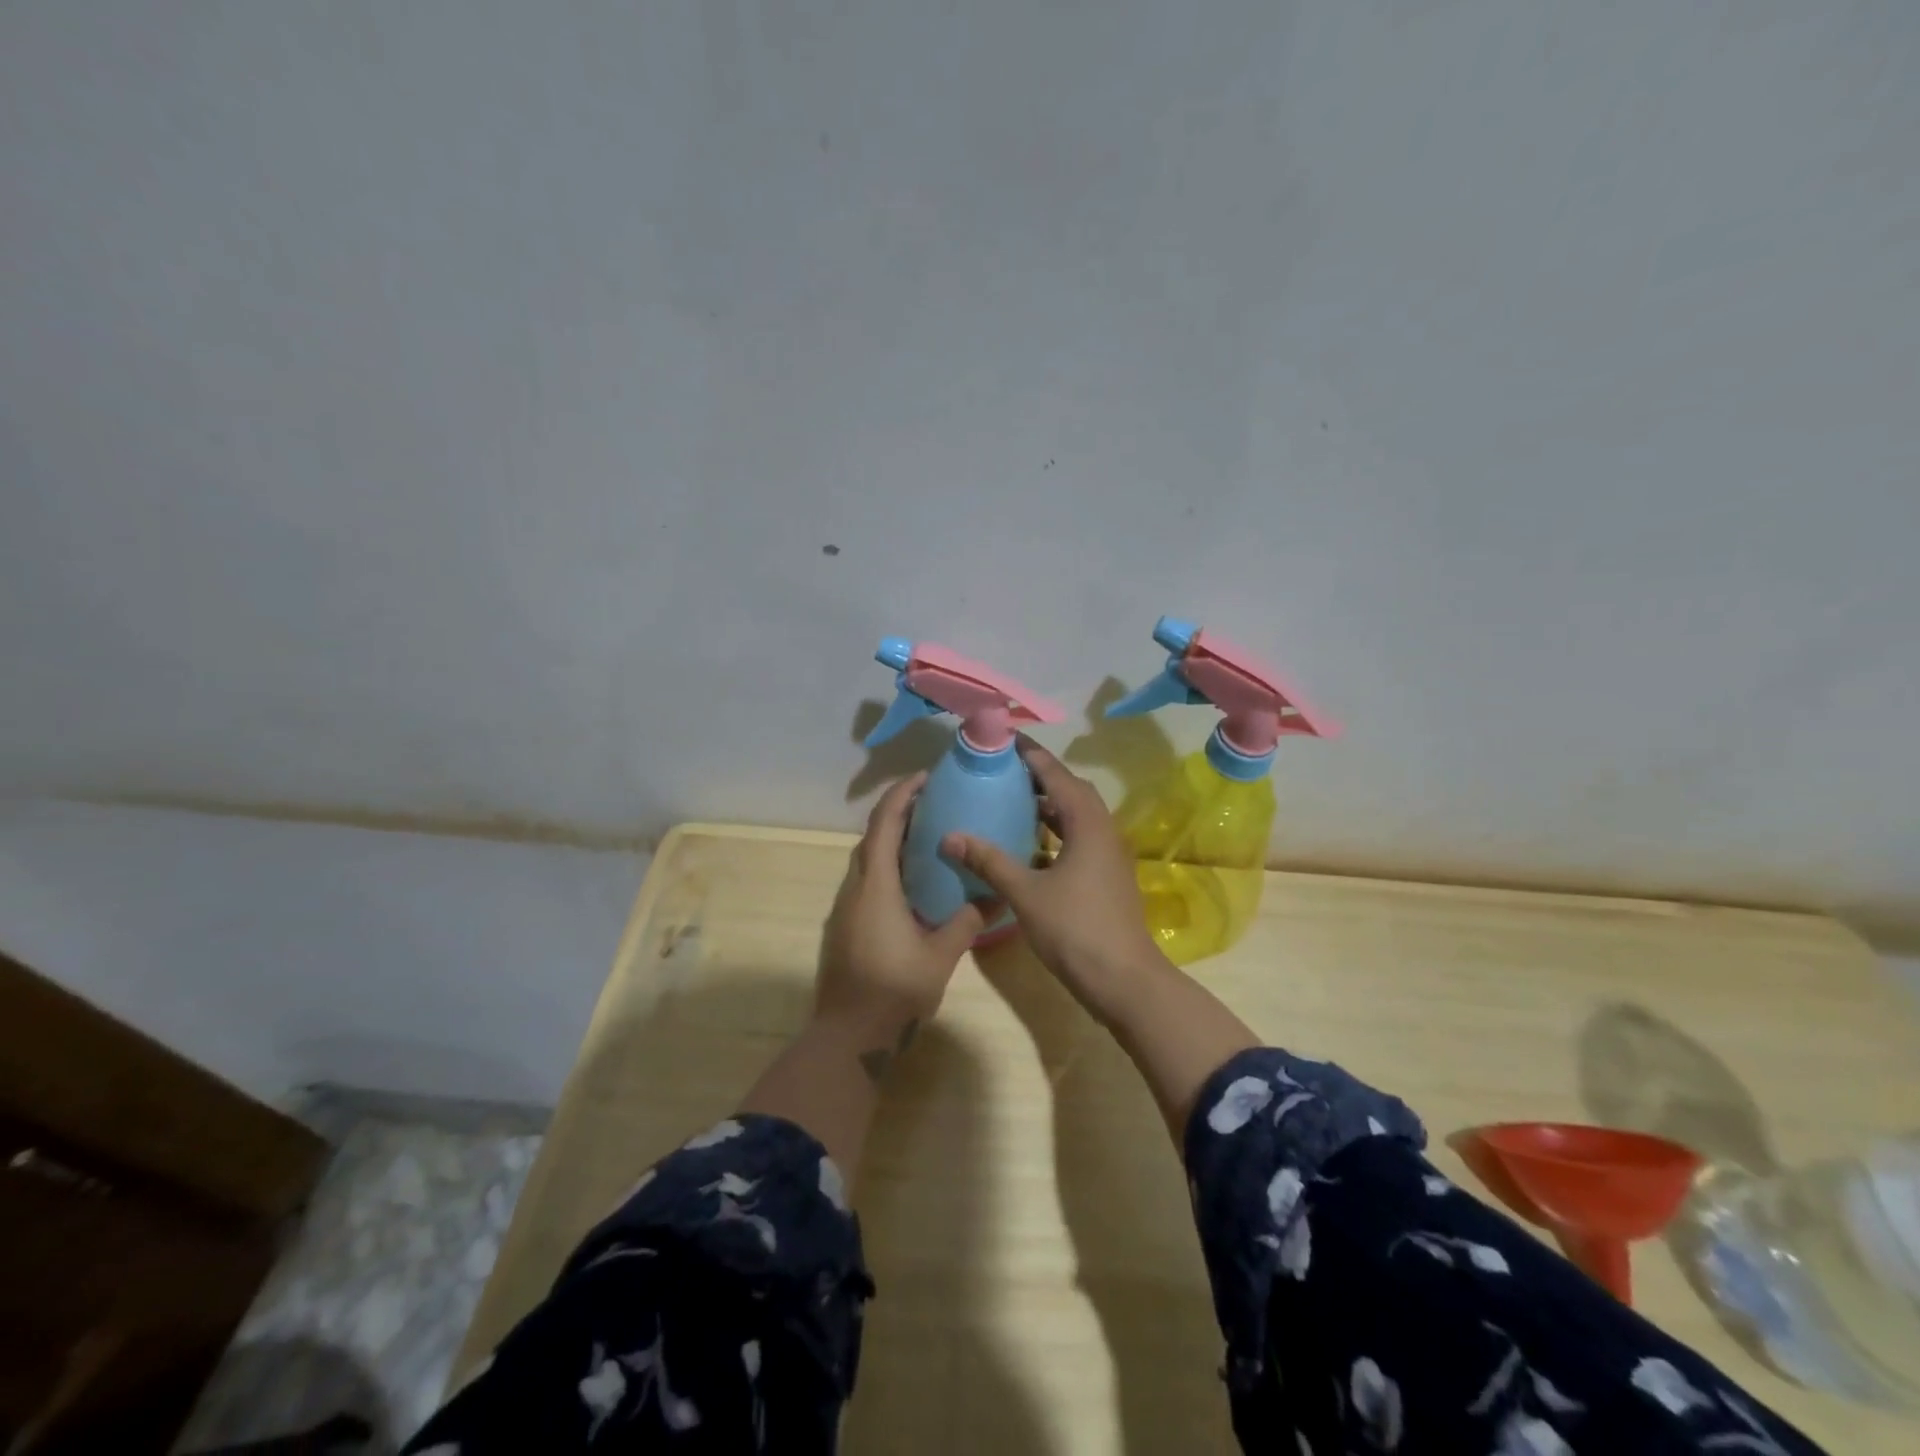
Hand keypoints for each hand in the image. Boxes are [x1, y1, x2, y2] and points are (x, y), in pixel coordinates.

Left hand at [817, 772, 995, 1045]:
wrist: (848, 1037)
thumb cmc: (894, 991)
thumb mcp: (940, 955)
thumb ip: (967, 922)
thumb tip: (996, 896)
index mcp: (876, 886)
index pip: (884, 824)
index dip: (902, 795)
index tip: (926, 778)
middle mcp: (854, 889)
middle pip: (872, 838)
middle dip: (898, 814)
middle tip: (935, 806)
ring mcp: (845, 908)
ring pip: (866, 861)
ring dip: (891, 842)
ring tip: (927, 840)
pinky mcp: (844, 927)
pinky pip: (865, 882)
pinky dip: (886, 868)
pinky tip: (911, 884)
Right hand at [940, 738, 1166, 1016]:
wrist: (1123, 980)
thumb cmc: (1075, 929)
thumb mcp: (1025, 893)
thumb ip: (988, 861)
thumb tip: (949, 836)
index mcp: (1087, 823)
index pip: (1055, 773)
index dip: (1030, 754)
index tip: (1003, 738)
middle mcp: (1102, 829)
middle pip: (1069, 789)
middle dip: (1038, 775)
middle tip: (1002, 769)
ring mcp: (1107, 853)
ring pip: (1075, 815)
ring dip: (1047, 804)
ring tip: (1010, 800)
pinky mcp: (1105, 874)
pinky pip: (1077, 838)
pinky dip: (1053, 832)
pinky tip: (1027, 845)